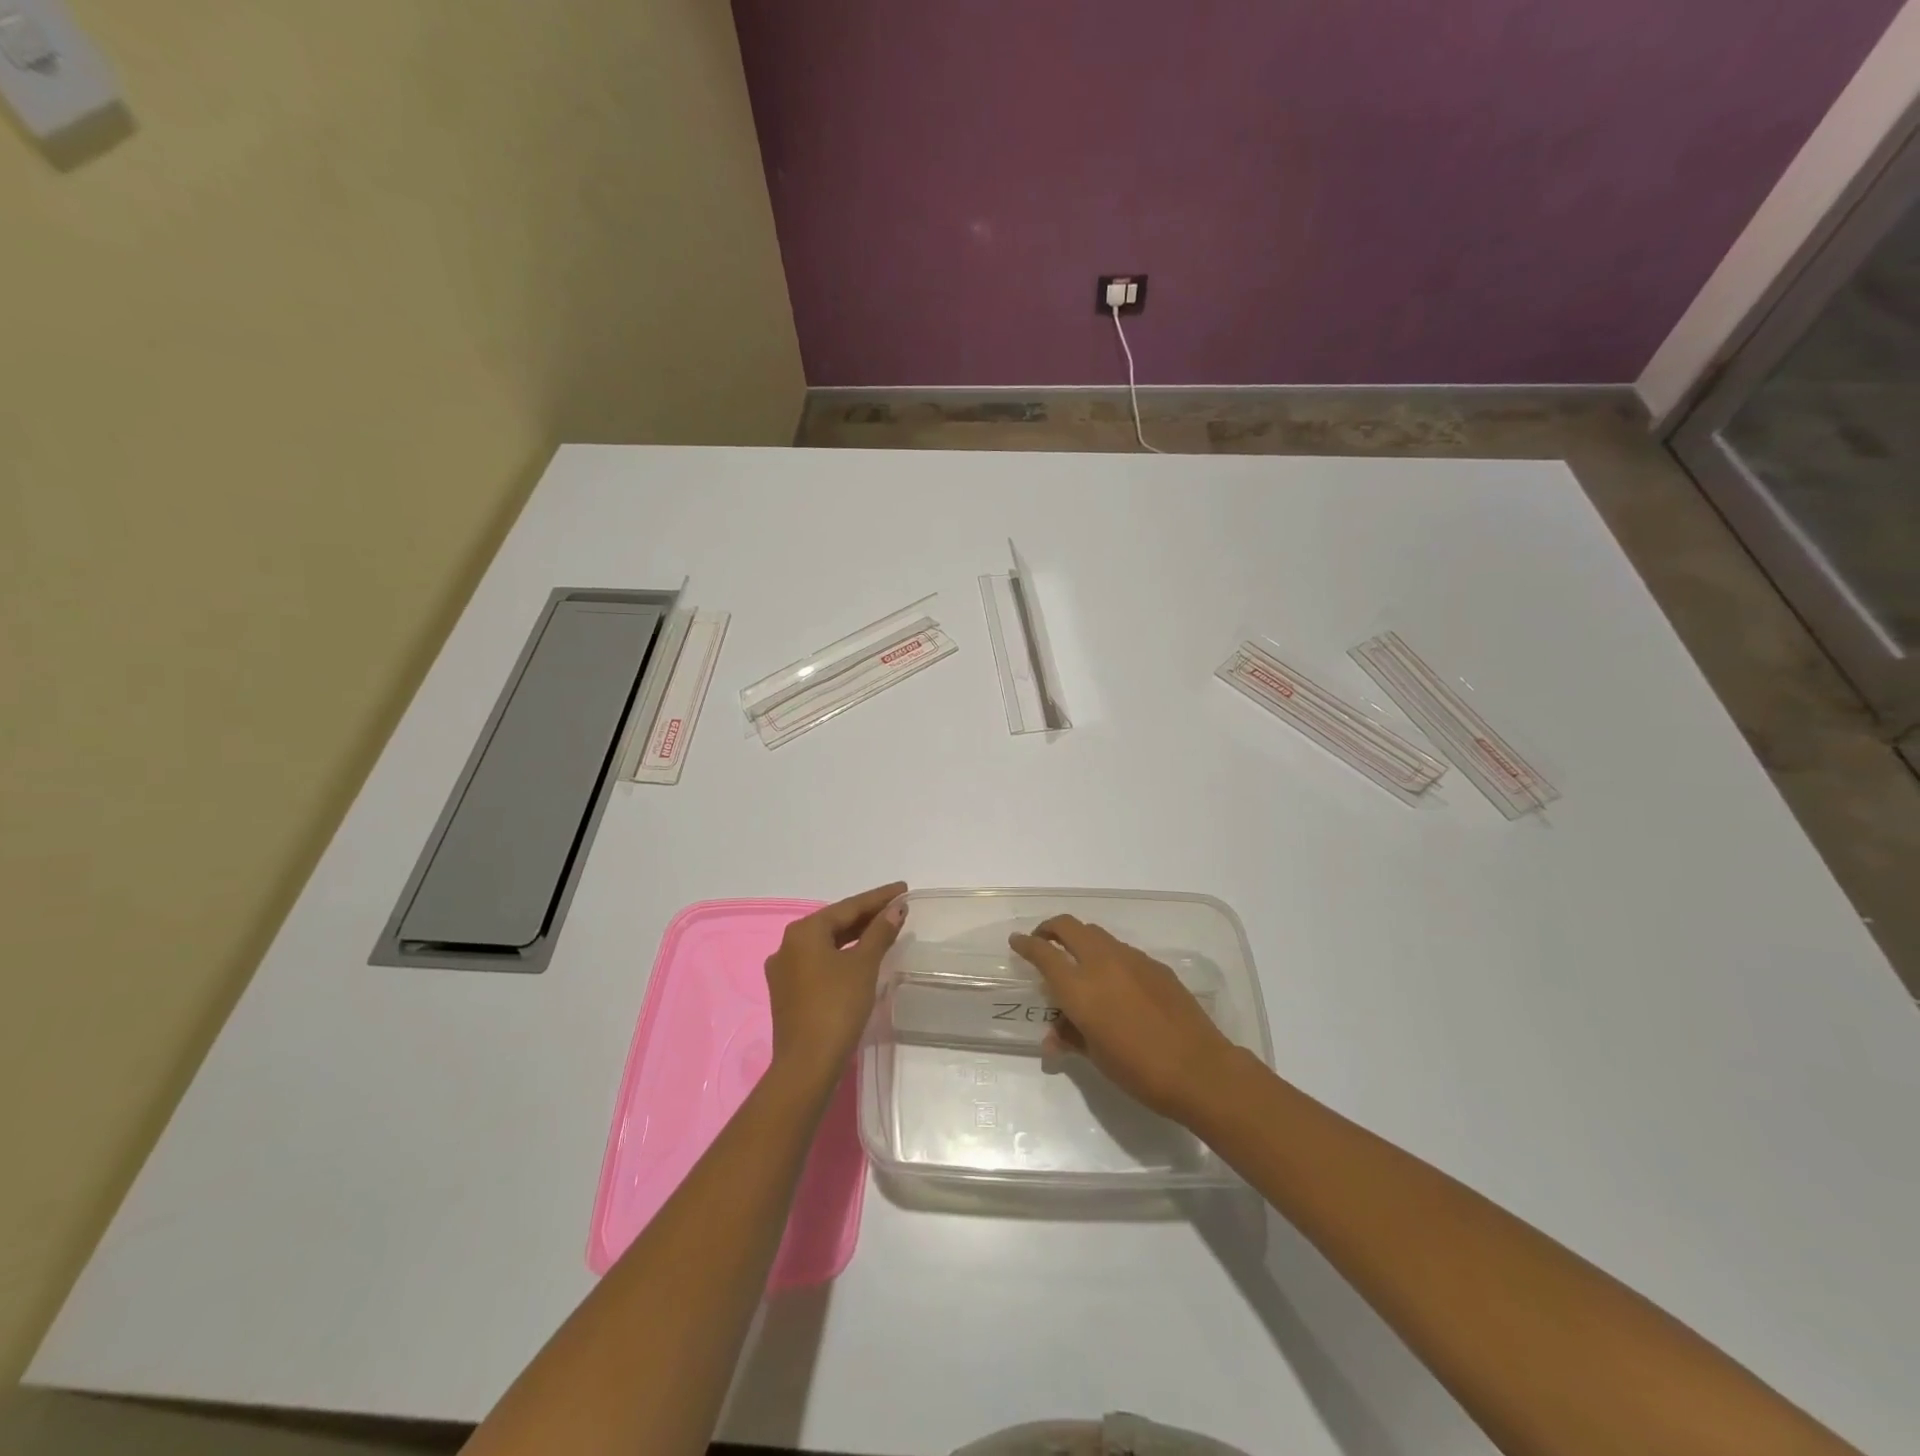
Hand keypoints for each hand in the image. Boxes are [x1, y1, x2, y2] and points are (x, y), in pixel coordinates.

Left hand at [764, 882, 906, 1093]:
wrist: (807, 1064)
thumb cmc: (836, 1006)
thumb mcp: (864, 965)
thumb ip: (880, 933)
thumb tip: (896, 909)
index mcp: (804, 931)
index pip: (848, 906)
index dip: (878, 897)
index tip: (903, 889)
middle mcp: (788, 945)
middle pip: (835, 923)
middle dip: (866, 916)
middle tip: (897, 908)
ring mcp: (784, 971)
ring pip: (826, 944)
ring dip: (855, 936)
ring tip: (883, 930)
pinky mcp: (788, 994)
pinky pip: (819, 963)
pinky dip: (842, 956)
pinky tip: (860, 959)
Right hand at [1009, 915, 1234, 1122]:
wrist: (1198, 1068)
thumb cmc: (1138, 1070)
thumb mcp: (1096, 1056)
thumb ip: (1071, 1037)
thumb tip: (1053, 1037)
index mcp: (1079, 987)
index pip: (1043, 953)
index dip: (1026, 944)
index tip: (1016, 941)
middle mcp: (1102, 963)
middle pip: (1068, 927)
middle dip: (1050, 929)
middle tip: (1043, 942)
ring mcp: (1131, 959)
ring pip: (1096, 934)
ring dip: (1079, 939)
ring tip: (1077, 961)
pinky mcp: (1155, 965)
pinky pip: (1121, 950)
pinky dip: (1107, 955)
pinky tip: (1114, 980)